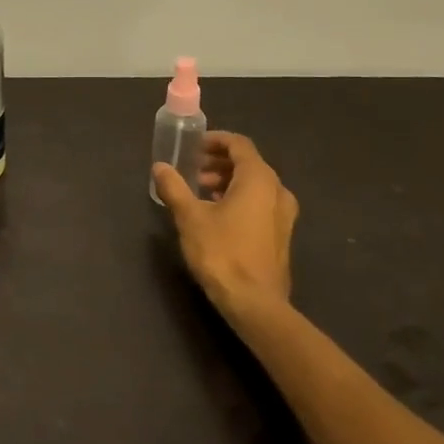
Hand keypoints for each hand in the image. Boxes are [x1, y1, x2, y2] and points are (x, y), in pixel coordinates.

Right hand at [153, 132, 299, 322]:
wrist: (254, 303)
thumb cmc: (222, 253)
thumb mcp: (189, 217)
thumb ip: (174, 188)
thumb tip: (160, 167)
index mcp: (258, 179)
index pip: (239, 145)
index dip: (216, 141)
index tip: (194, 146)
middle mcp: (277, 191)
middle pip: (249, 164)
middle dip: (219, 163)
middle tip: (194, 171)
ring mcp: (284, 215)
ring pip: (256, 185)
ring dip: (228, 182)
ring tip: (201, 193)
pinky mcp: (281, 236)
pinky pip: (261, 204)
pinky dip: (240, 199)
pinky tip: (218, 216)